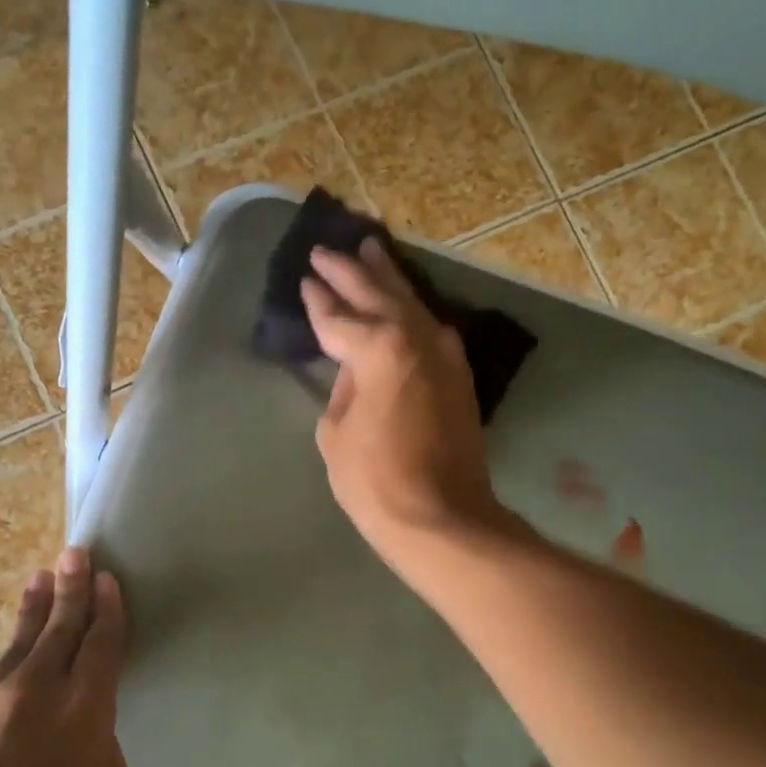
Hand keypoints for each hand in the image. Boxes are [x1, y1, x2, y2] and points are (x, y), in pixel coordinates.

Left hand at [0, 548, 131, 766]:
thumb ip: (100, 753)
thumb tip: (84, 735)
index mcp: (83, 711)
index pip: (102, 644)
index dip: (108, 610)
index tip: (107, 580)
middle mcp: (34, 693)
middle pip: (58, 627)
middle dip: (70, 588)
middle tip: (75, 553)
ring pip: (15, 647)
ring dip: (31, 613)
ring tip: (38, 581)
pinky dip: (2, 676)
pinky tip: (5, 678)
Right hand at [299, 240, 502, 565]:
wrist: (442, 517)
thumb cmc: (375, 481)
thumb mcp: (336, 433)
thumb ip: (342, 390)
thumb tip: (356, 372)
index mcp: (379, 348)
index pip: (339, 316)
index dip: (319, 299)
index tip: (306, 278)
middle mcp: (415, 337)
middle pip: (377, 294)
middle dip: (350, 270)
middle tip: (327, 249)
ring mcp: (444, 354)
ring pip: (411, 302)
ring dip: (387, 278)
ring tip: (370, 251)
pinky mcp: (459, 375)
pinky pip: (429, 327)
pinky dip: (412, 309)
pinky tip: (404, 302)